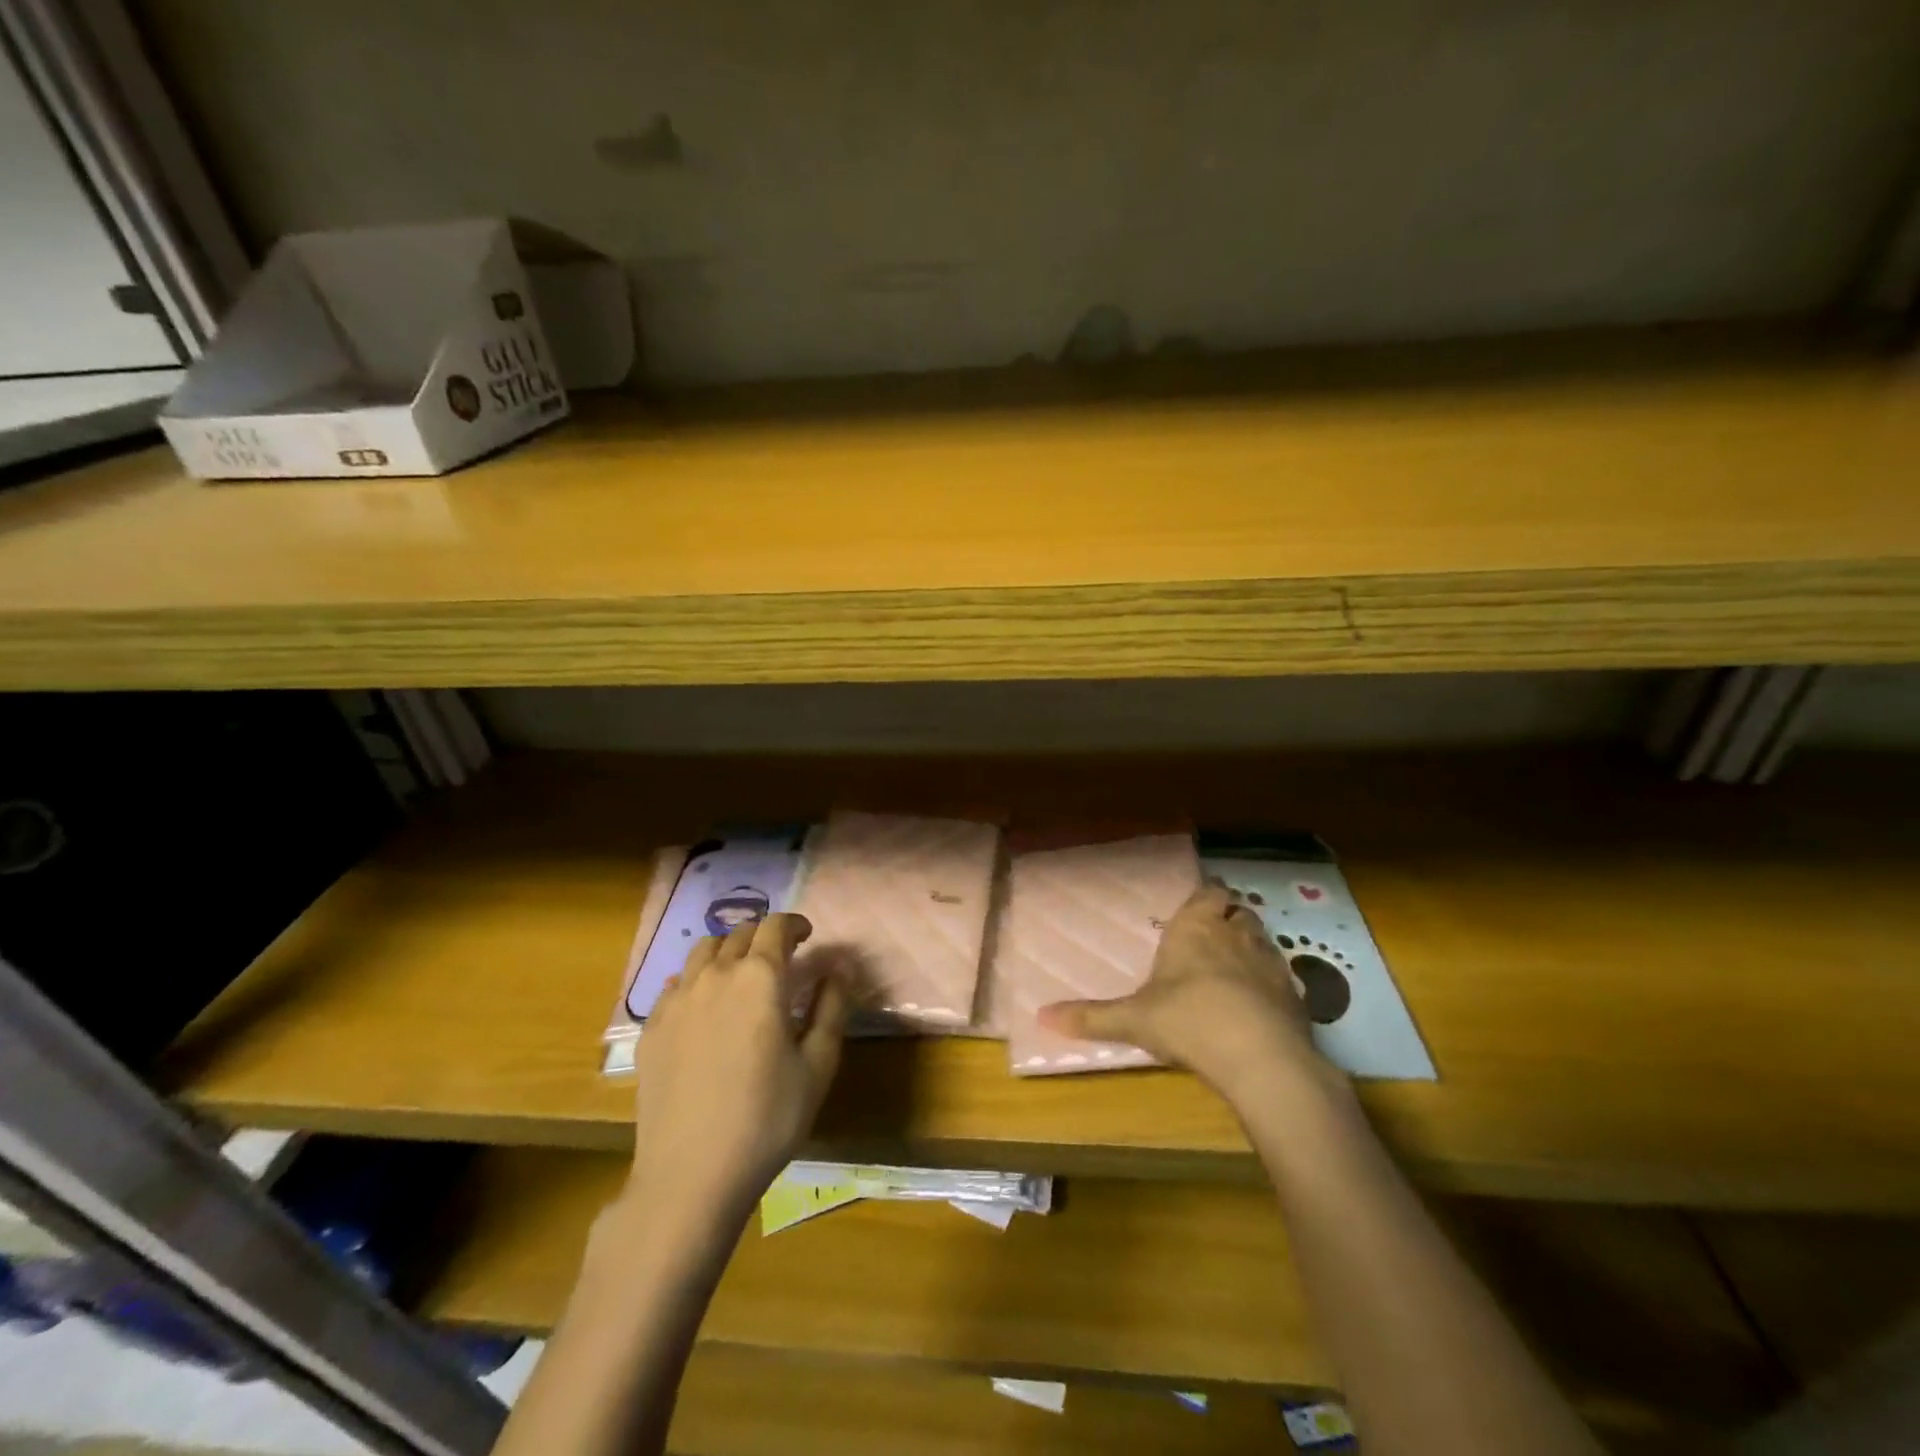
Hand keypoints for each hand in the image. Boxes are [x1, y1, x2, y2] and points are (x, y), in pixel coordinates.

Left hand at [623, 913, 850, 1230]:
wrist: (690, 1175)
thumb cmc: (767, 1119)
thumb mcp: (818, 1064)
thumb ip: (832, 1006)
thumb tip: (840, 966)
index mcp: (760, 978)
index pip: (776, 926)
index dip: (795, 924)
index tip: (807, 937)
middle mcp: (715, 975)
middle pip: (740, 933)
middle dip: (764, 937)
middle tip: (781, 959)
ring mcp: (676, 999)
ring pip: (703, 951)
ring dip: (728, 951)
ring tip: (741, 976)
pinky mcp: (651, 1027)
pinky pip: (676, 983)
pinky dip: (697, 980)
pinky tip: (705, 1007)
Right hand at [1038, 883, 1337, 1104]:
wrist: (1260, 1056)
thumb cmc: (1188, 1019)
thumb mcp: (1133, 1020)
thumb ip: (1091, 1017)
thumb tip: (1041, 1017)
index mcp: (1196, 927)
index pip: (1208, 892)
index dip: (1206, 896)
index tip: (1200, 903)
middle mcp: (1235, 932)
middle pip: (1238, 910)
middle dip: (1228, 918)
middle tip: (1212, 936)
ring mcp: (1271, 961)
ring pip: (1263, 938)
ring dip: (1251, 946)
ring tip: (1235, 968)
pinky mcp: (1296, 993)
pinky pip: (1284, 976)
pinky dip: (1272, 983)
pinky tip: (1260, 1005)